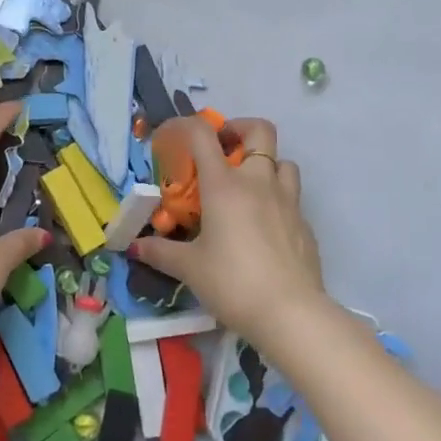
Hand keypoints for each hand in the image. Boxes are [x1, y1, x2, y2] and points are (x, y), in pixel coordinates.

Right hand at [131, 116, 326, 345]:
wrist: (291, 315)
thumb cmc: (233, 282)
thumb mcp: (189, 268)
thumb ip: (161, 252)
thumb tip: (135, 247)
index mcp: (224, 184)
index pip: (203, 134)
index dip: (186, 125)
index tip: (174, 137)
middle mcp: (258, 181)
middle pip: (259, 130)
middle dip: (240, 130)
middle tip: (223, 150)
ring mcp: (287, 200)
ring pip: (283, 161)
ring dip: (265, 164)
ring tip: (248, 187)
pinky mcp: (305, 224)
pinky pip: (292, 197)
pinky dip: (277, 199)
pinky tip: (265, 227)